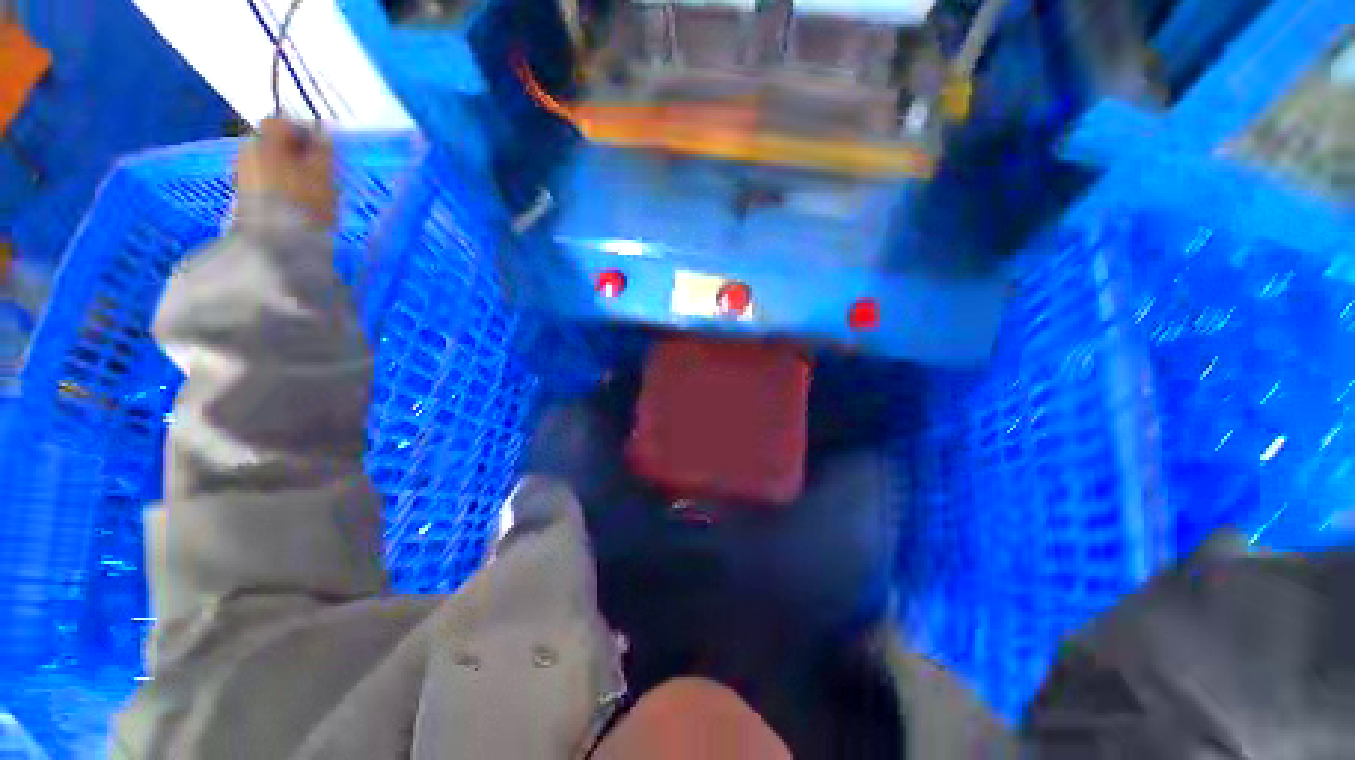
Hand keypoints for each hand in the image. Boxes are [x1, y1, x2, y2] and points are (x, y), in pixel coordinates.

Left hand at [236, 118, 336, 227]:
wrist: (276, 241)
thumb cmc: (304, 203)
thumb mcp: (323, 175)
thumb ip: (323, 151)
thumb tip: (324, 133)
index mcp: (266, 140)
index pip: (281, 122)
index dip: (303, 131)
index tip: (322, 146)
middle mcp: (248, 151)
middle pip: (271, 143)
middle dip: (293, 153)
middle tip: (317, 169)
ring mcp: (242, 175)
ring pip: (267, 163)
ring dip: (286, 170)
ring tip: (309, 189)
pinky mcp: (242, 197)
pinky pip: (262, 181)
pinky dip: (278, 186)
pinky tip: (294, 202)